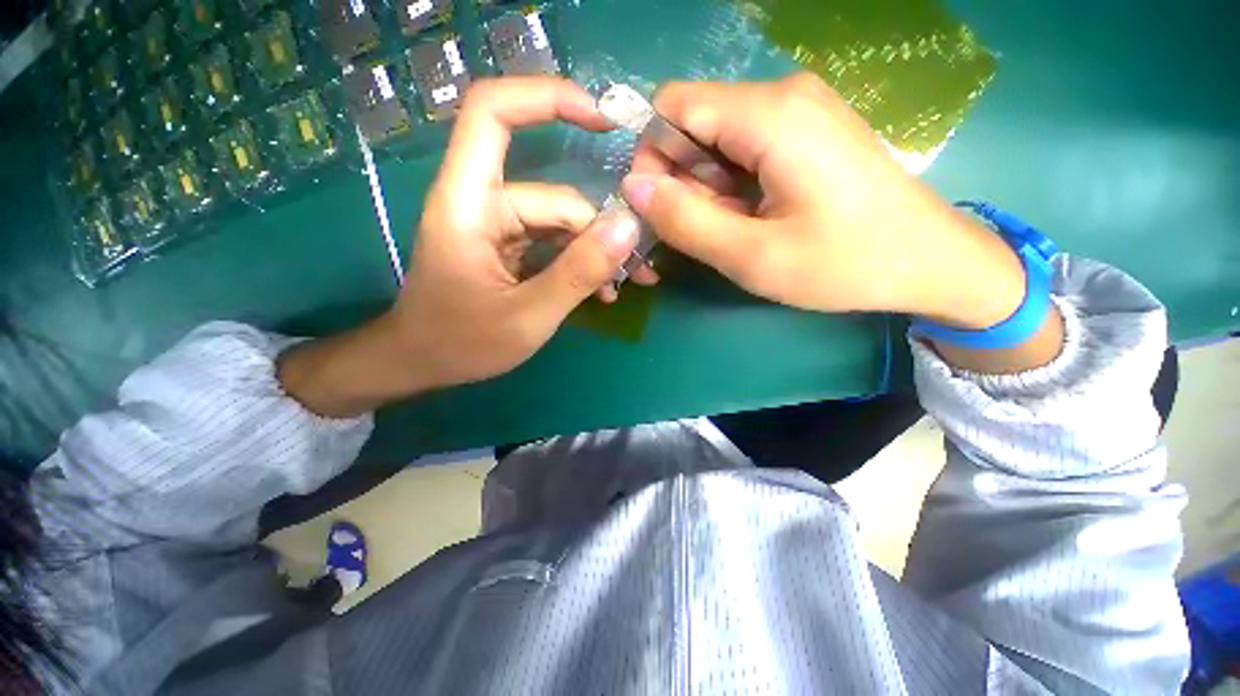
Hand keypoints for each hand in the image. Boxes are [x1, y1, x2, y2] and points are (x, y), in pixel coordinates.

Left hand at [279, 78, 644, 416]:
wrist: (423, 363)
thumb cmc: (462, 343)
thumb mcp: (529, 315)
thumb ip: (579, 272)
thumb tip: (629, 227)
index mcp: (469, 204)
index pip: (493, 113)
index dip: (546, 98)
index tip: (603, 119)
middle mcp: (483, 204)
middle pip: (554, 197)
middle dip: (598, 231)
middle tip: (635, 269)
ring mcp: (498, 227)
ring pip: (560, 223)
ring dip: (595, 252)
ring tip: (622, 285)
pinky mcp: (508, 248)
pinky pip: (553, 243)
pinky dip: (579, 262)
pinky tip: (601, 289)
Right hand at [622, 73, 1026, 330]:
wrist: (928, 261)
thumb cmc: (844, 264)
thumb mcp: (752, 256)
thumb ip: (685, 221)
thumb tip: (633, 187)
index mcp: (769, 115)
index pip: (671, 107)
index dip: (651, 157)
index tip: (662, 211)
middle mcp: (781, 95)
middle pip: (693, 124)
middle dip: (683, 181)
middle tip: (706, 232)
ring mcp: (798, 112)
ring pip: (716, 142)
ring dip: (709, 190)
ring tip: (737, 231)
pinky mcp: (805, 133)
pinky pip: (743, 151)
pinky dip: (732, 188)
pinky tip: (754, 219)